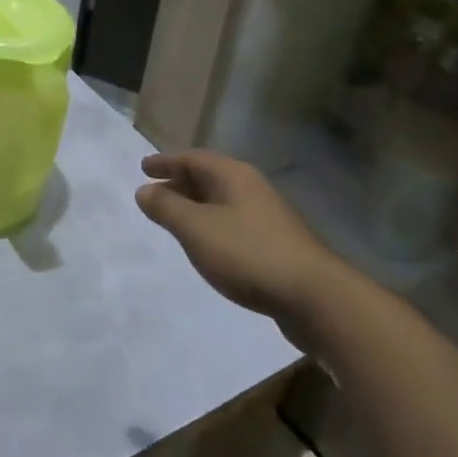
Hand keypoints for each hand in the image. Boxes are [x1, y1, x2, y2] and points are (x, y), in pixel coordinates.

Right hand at [136, 150, 349, 339]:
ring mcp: (267, 216)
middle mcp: (251, 188)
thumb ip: (167, 207)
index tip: (143, 167)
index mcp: (233, 175)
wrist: (314, 298)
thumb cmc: (247, 254)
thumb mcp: (196, 229)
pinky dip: (212, 225)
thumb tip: (144, 190)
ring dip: (195, 206)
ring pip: (222, 202)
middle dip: (180, 183)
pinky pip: (233, 223)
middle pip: (209, 177)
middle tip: (154, 193)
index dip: (166, 162)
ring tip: (175, 220)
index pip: (193, 158)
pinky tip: (207, 245)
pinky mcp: (276, 244)